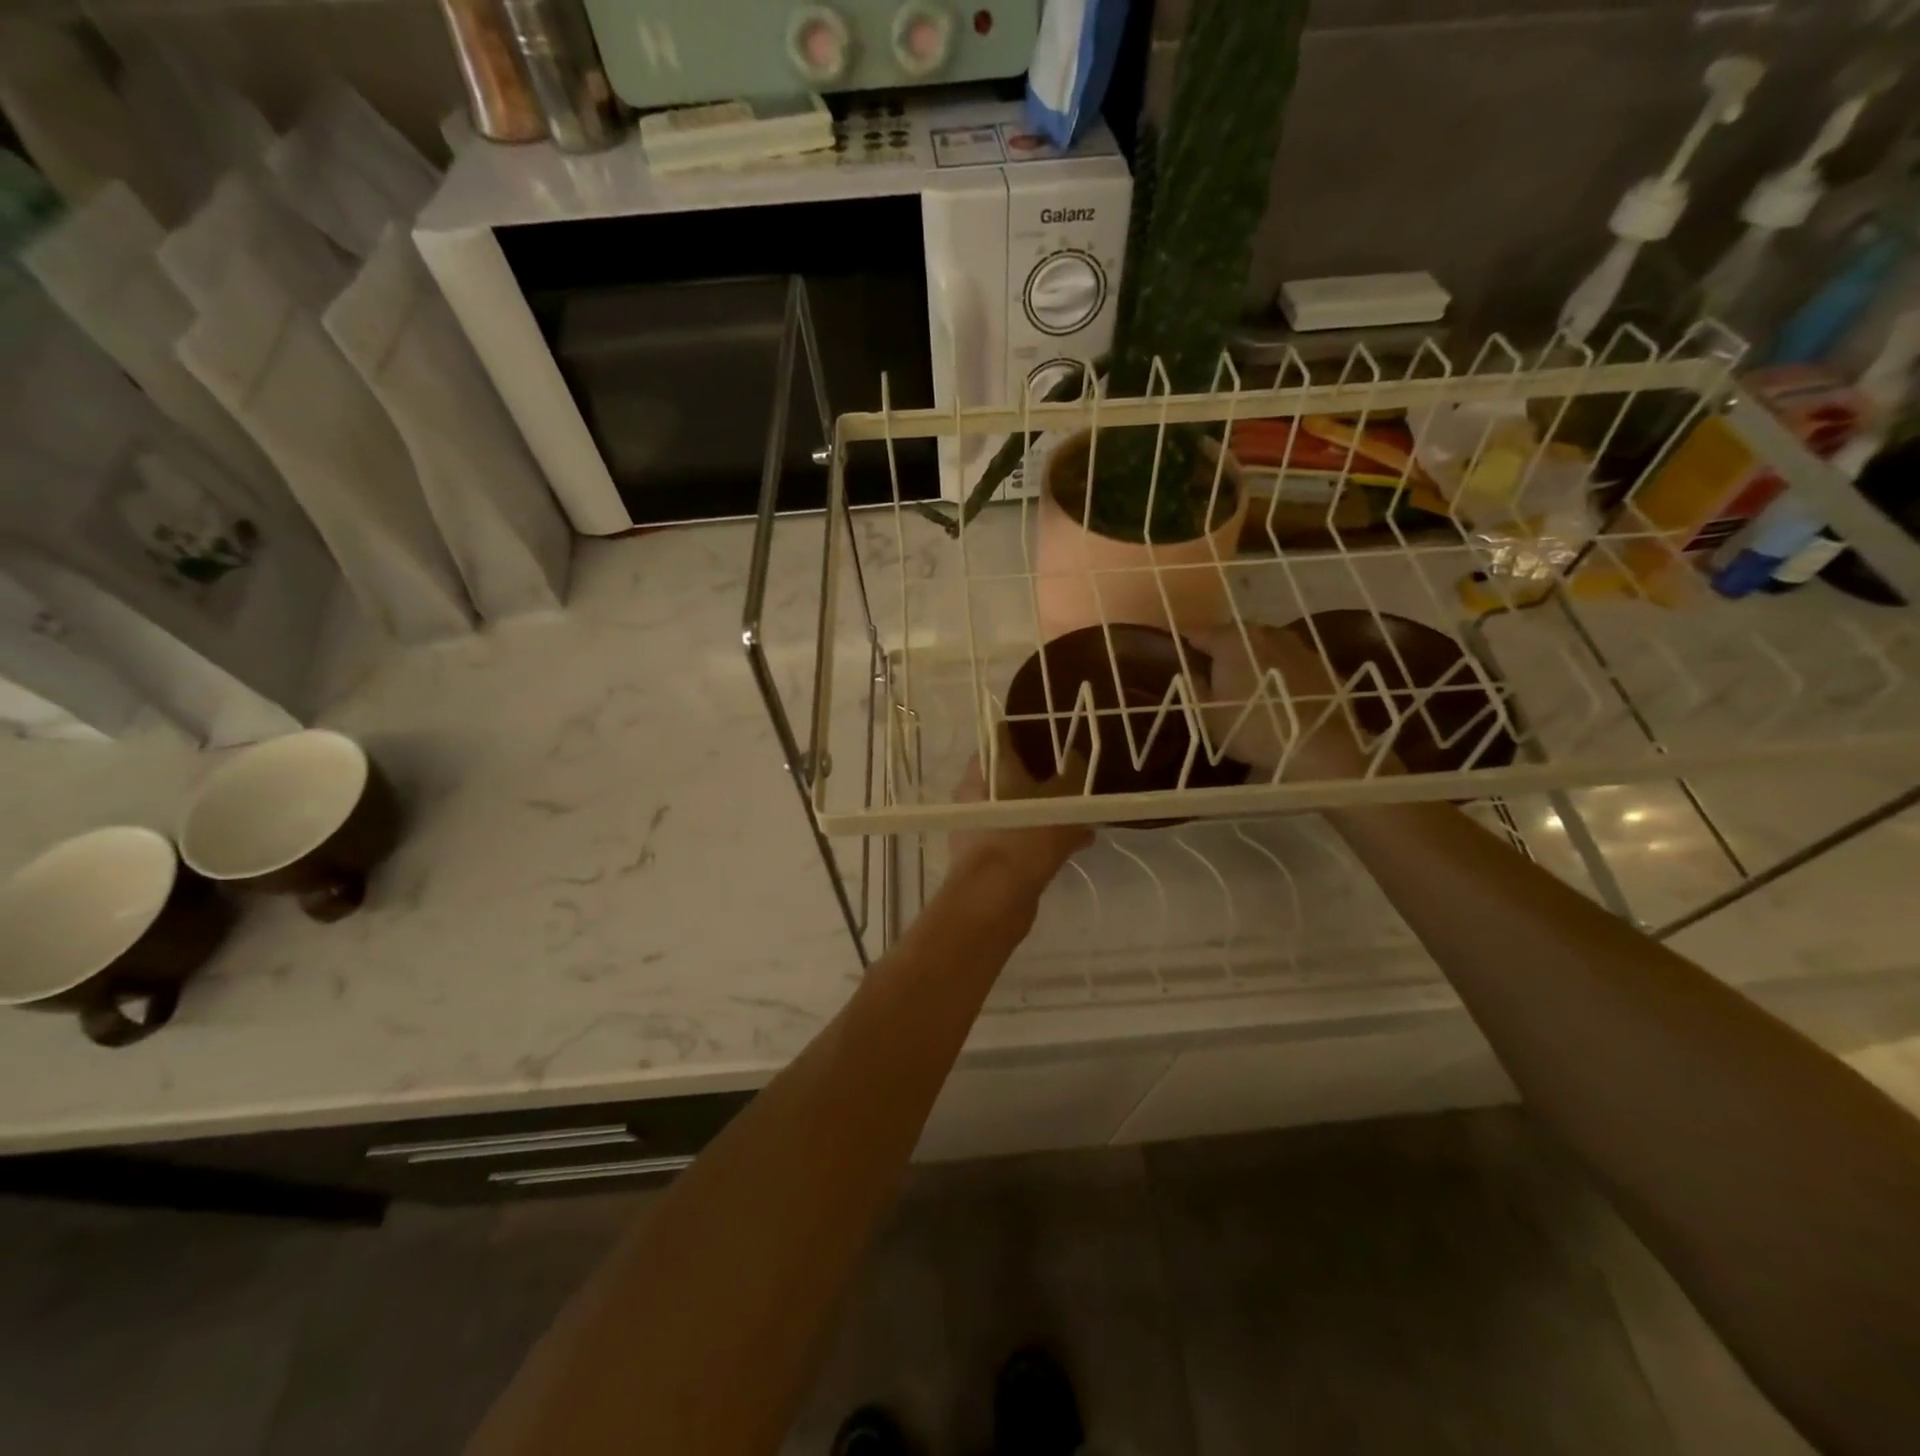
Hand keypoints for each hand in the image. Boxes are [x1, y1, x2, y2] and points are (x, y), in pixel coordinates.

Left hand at [948, 725, 1092, 898]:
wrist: (993, 899)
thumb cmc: (1024, 836)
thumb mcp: (1060, 801)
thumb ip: (1073, 776)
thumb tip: (1076, 757)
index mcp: (986, 768)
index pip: (1002, 737)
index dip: (1028, 733)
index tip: (1055, 735)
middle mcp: (975, 792)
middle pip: (1010, 773)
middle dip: (1043, 775)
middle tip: (1074, 774)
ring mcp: (978, 824)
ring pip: (1017, 807)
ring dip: (1047, 809)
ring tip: (1083, 813)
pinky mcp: (986, 853)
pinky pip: (1018, 835)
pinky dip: (1042, 836)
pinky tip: (1078, 843)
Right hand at [1191, 624, 1376, 781]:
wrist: (1319, 746)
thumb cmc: (1252, 729)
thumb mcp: (1209, 716)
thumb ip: (1196, 688)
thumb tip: (1192, 671)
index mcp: (1231, 641)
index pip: (1200, 632)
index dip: (1187, 643)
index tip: (1180, 653)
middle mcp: (1266, 633)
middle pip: (1236, 634)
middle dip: (1224, 648)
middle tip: (1214, 670)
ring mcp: (1299, 647)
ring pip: (1267, 645)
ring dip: (1255, 658)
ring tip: (1249, 682)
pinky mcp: (1323, 665)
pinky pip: (1292, 663)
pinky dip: (1281, 672)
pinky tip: (1280, 694)